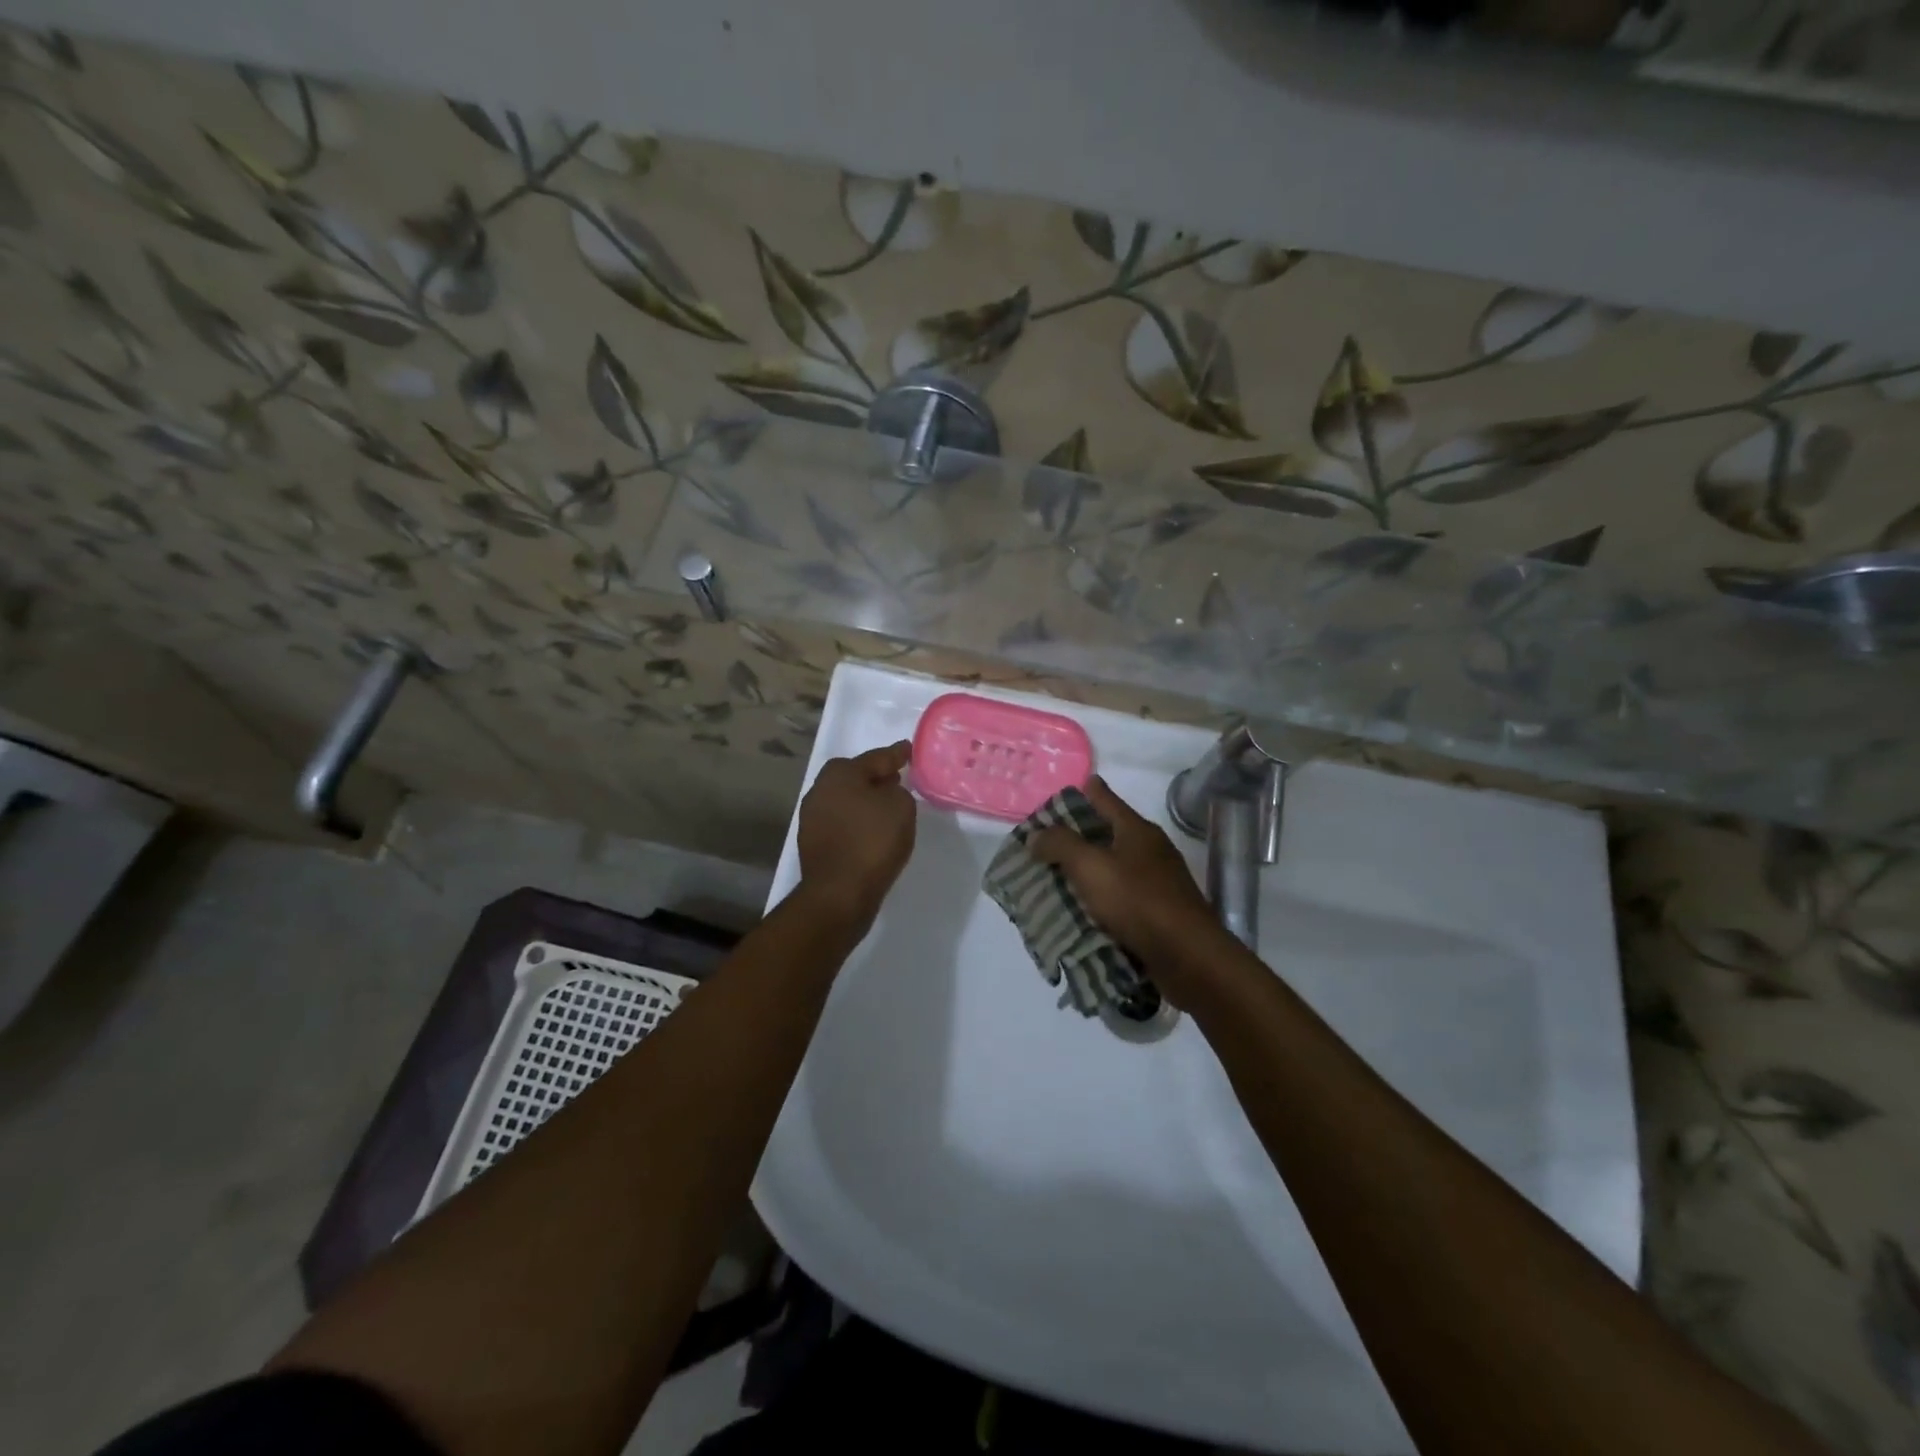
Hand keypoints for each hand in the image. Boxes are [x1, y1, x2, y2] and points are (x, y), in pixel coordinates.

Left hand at [796, 740, 916, 929]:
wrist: (839, 893)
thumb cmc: (872, 842)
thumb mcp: (901, 807)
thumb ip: (897, 791)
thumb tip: (884, 792)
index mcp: (840, 773)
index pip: (876, 758)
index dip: (896, 754)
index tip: (907, 750)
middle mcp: (820, 789)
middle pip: (854, 776)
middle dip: (875, 777)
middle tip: (897, 779)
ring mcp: (812, 817)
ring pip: (845, 799)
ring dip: (864, 801)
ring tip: (886, 808)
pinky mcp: (812, 842)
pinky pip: (841, 823)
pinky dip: (856, 823)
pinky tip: (871, 832)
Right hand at [1029, 776, 1218, 972]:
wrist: (1188, 957)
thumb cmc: (1138, 901)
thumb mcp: (1091, 866)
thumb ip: (1060, 845)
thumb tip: (1037, 835)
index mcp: (1137, 830)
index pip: (1106, 799)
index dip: (1087, 791)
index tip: (1070, 786)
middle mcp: (1150, 851)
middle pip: (1108, 833)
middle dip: (1079, 835)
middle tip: (1046, 839)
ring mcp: (1157, 883)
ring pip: (1113, 868)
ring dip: (1088, 871)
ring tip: (1055, 877)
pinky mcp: (1158, 914)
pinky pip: (1120, 898)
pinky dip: (1100, 900)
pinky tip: (1080, 910)